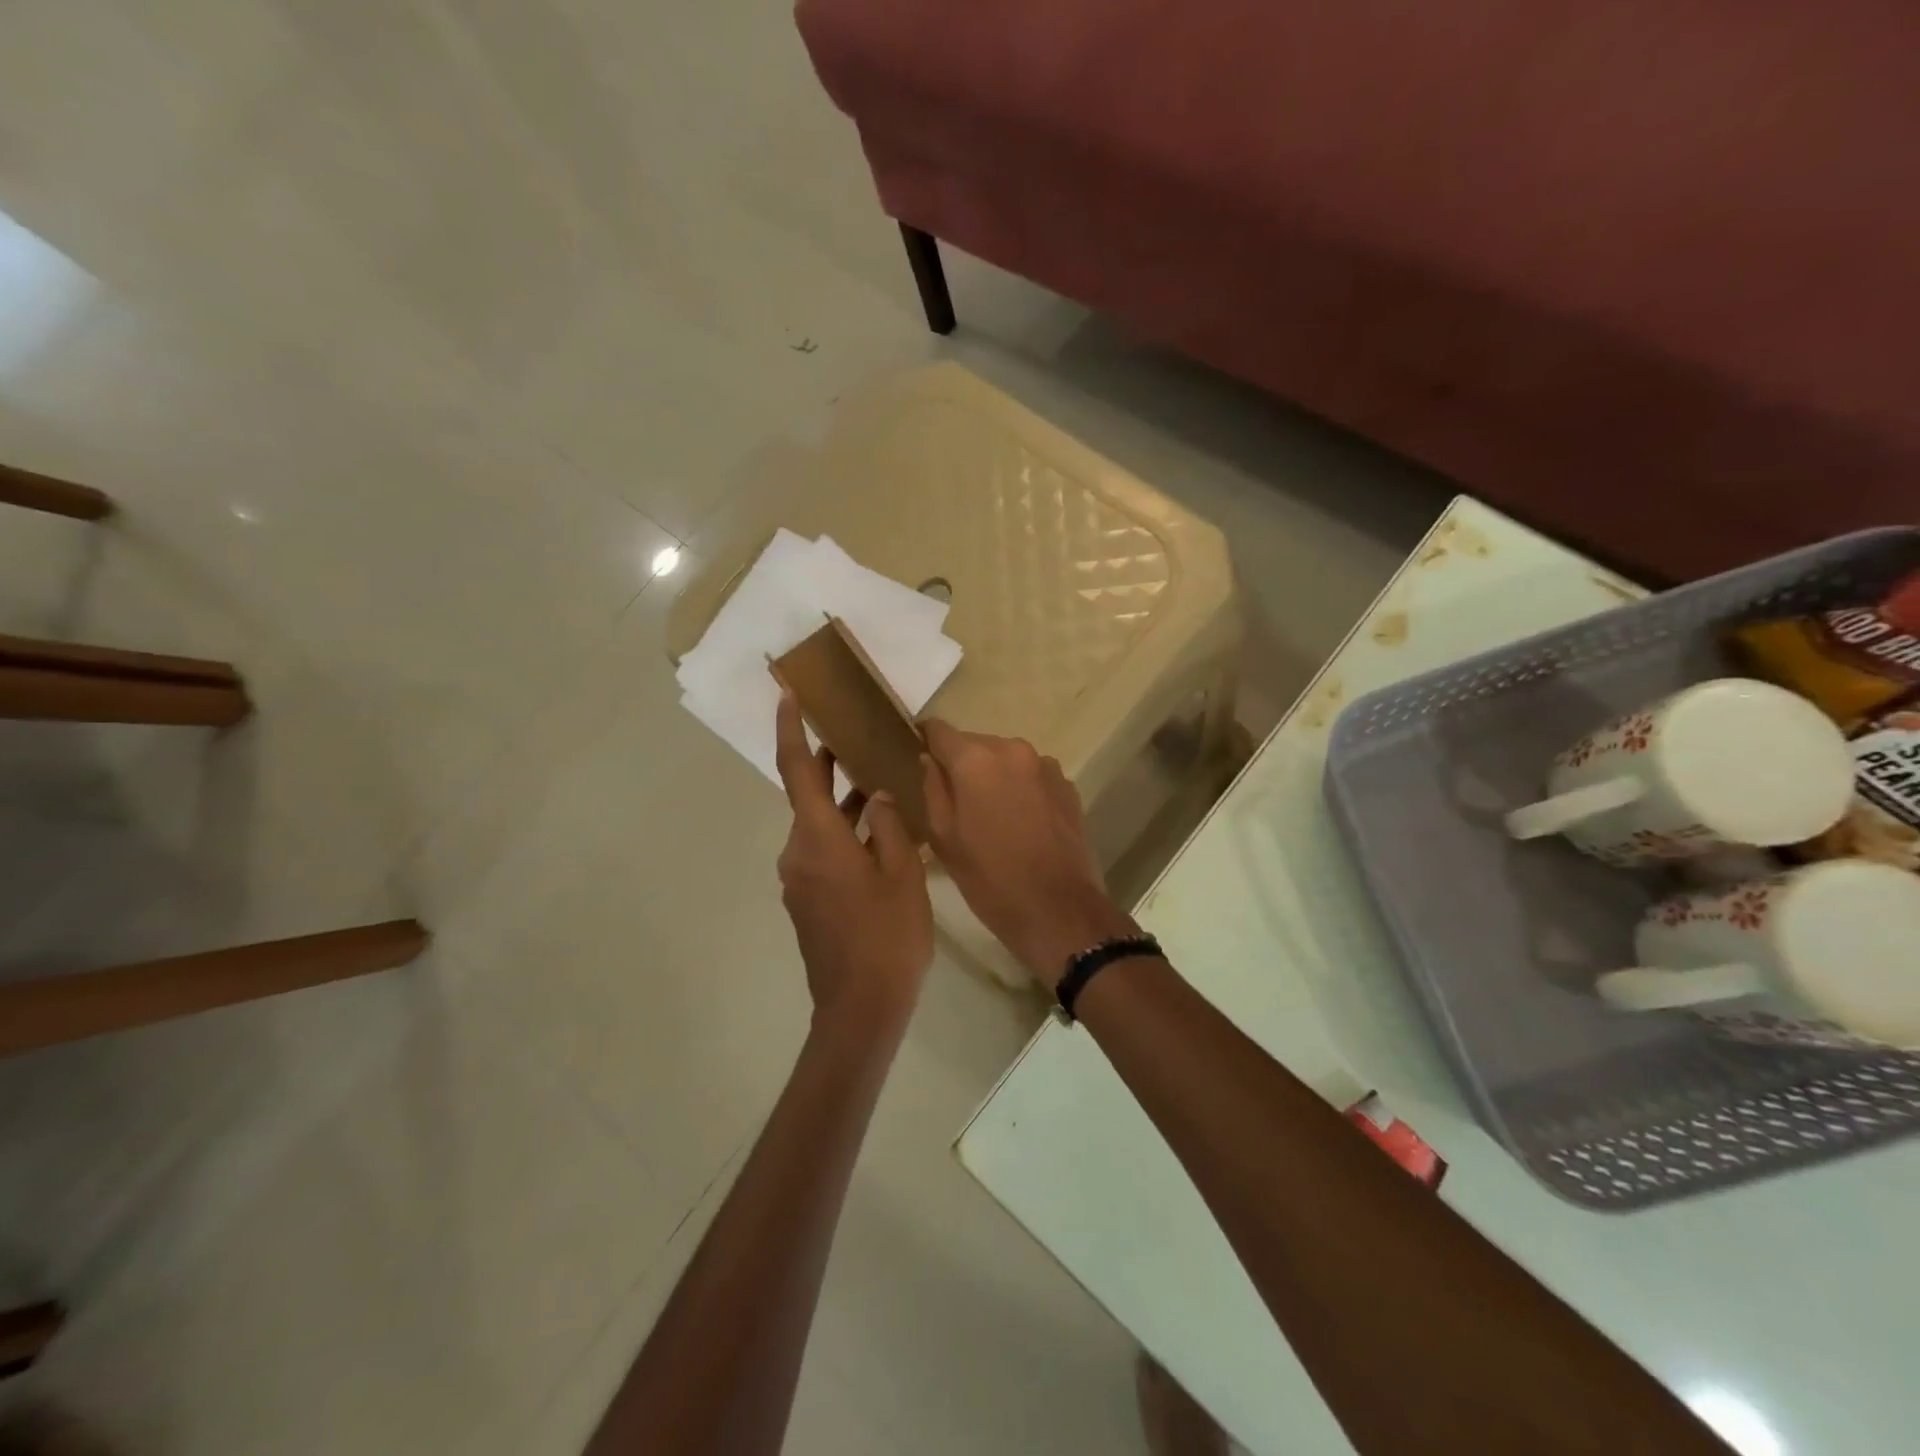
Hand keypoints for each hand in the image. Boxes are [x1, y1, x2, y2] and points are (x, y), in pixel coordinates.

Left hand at [775, 691, 932, 1035]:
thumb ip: (887, 825)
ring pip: (819, 827)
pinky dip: (846, 835)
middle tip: (854, 736)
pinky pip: (824, 853)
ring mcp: (799, 880)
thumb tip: (875, 797)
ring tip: (882, 785)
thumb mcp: (901, 873)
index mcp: (817, 839)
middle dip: (828, 766)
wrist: (860, 1009)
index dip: (790, 729)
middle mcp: (798, 853)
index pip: (796, 770)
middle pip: (808, 797)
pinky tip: (882, 838)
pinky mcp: (808, 901)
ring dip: (845, 805)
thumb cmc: (887, 936)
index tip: (786, 695)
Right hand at [920, 721, 1136, 988]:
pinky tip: (1019, 823)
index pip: (940, 730)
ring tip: (988, 815)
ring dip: (993, 777)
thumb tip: (928, 760)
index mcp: (976, 759)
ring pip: (1006, 760)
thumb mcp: (944, 838)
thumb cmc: (989, 878)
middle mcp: (1013, 750)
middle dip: (962, 764)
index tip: (918, 753)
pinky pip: (1031, 777)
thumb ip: (933, 789)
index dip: (926, 739)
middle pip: (976, 744)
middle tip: (953, 799)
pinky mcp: (1067, 786)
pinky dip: (1020, 789)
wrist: (1058, 910)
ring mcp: (1045, 766)